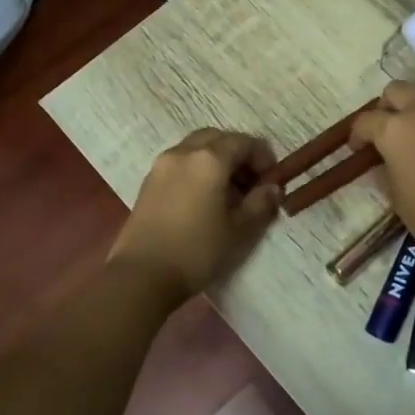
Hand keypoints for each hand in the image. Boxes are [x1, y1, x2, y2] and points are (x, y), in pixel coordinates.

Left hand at [110, 130, 281, 300]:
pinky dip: (197, 170)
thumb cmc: (197, 251)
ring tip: (228, 193)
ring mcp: (161, 165)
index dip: (262, 157)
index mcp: (209, 159)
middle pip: (217, 139)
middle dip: (238, 154)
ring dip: (216, 161)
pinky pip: (180, 163)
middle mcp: (183, 153)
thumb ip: (260, 204)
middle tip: (250, 182)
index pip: (243, 142)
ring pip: (195, 148)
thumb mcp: (239, 230)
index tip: (271, 180)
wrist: (141, 275)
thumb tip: (272, 188)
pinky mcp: (148, 182)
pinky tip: (204, 199)